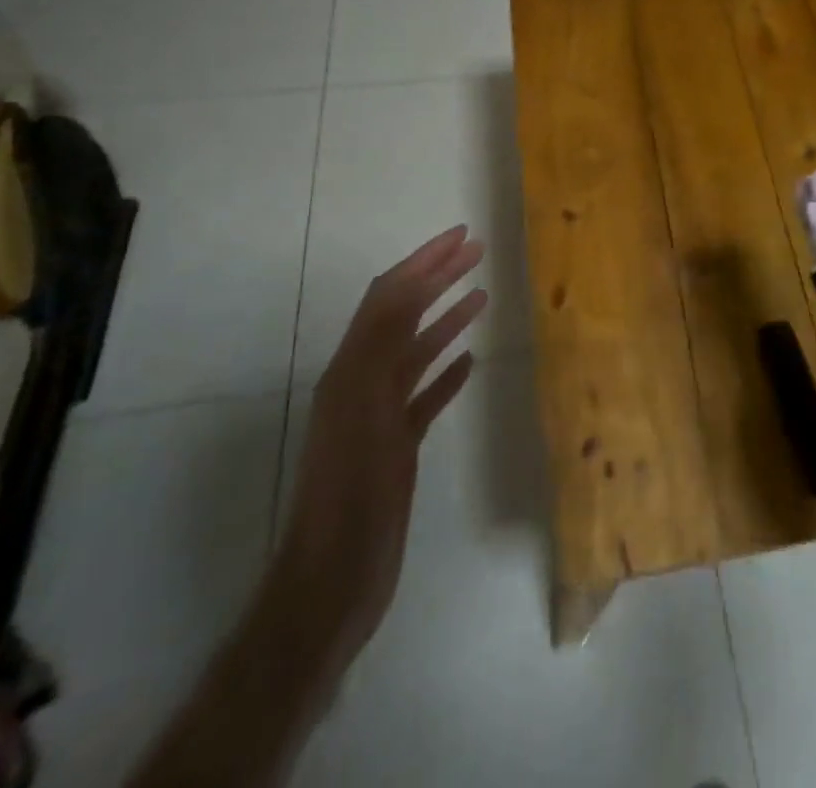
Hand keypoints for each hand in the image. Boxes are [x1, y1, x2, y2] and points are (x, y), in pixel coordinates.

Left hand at [271, 225, 488, 667]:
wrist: (334, 580)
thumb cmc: (351, 494)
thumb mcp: (364, 411)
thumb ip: (382, 347)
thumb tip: (404, 285)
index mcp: (352, 368)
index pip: (390, 296)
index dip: (424, 261)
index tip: (462, 236)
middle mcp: (362, 381)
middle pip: (404, 315)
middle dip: (437, 277)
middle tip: (477, 251)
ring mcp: (379, 414)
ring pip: (416, 352)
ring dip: (446, 319)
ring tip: (481, 296)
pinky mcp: (396, 444)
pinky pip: (424, 395)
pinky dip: (446, 372)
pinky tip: (469, 363)